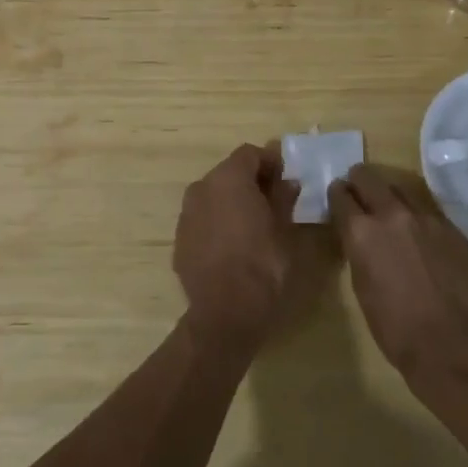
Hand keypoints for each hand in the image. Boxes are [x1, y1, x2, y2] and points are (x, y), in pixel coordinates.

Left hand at [174, 143, 331, 353]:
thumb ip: (284, 198)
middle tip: (274, 200)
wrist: (225, 313)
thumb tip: (287, 182)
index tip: (286, 177)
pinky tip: (233, 245)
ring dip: (232, 201)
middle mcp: (202, 187)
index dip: (270, 161)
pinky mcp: (180, 239)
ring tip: (254, 223)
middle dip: (251, 181)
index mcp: (229, 178)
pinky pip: (202, 219)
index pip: (250, 153)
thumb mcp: (284, 229)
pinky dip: (218, 222)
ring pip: (214, 196)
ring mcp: (186, 214)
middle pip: (229, 172)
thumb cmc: (262, 264)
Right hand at [328, 164, 467, 388]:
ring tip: (388, 210)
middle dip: (359, 181)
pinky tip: (417, 233)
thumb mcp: (361, 287)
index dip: (336, 195)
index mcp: (361, 231)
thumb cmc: (395, 328)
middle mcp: (391, 214)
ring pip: (400, 188)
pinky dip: (415, 214)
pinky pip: (426, 209)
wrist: (453, 345)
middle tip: (357, 193)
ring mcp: (425, 217)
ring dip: (389, 195)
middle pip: (368, 177)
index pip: (340, 195)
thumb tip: (357, 236)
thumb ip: (357, 251)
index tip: (337, 198)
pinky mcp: (450, 227)